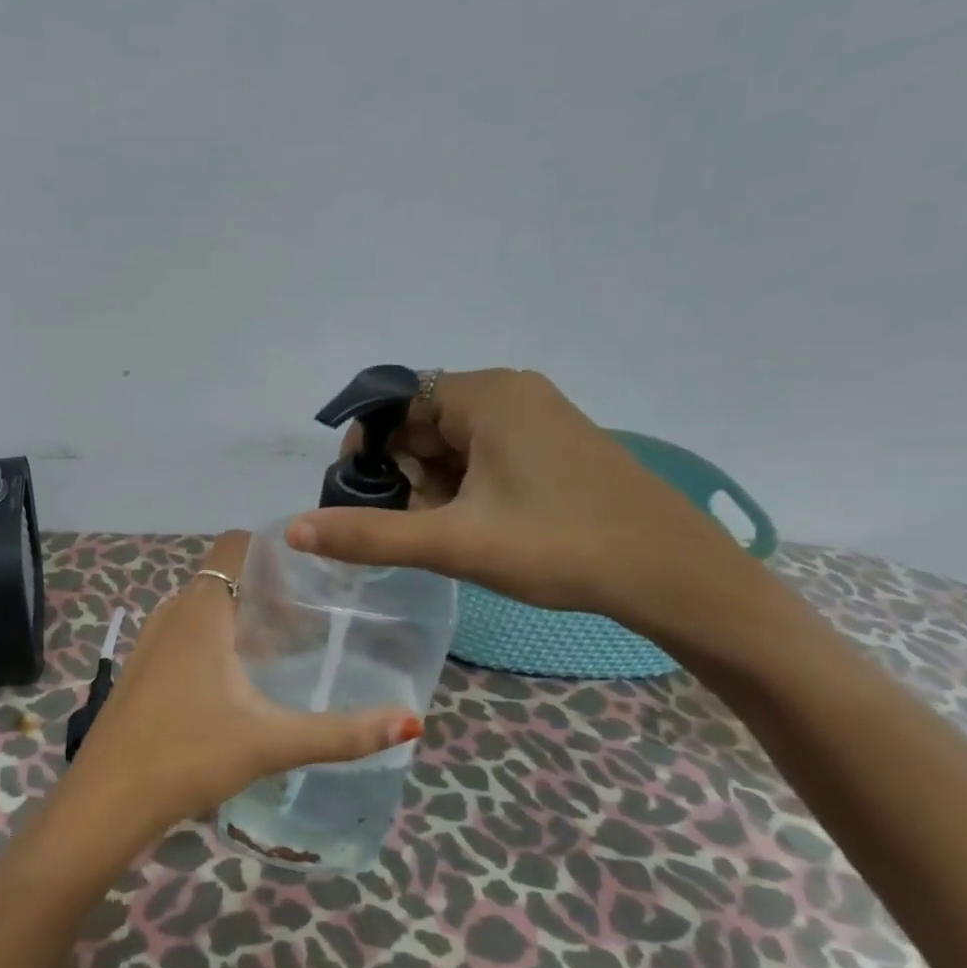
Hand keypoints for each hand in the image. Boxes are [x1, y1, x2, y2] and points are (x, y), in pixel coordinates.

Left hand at [56, 531, 420, 856]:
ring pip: (203, 609)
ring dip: (240, 619)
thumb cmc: (186, 756)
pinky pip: (185, 636)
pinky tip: (238, 686)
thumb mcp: (270, 742)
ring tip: (281, 653)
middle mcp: (172, 614)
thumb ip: (341, 733)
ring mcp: (150, 643)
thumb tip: (411, 721)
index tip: (313, 577)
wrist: (105, 804)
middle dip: (267, 592)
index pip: (236, 544)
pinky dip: (215, 642)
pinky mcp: (141, 671)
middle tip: (309, 623)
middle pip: (224, 578)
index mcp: (201, 610)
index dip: (274, 551)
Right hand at [284, 369, 761, 637]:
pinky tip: (473, 527)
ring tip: (445, 534)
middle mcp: (509, 392)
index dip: (366, 450)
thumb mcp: (455, 543)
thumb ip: (370, 534)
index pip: (393, 403)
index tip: (363, 502)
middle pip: (420, 422)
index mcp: (485, 395)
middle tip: (410, 527)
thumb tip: (293, 529)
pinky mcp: (551, 444)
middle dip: (401, 474)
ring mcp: (535, 416)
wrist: (672, 574)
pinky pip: (483, 454)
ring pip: (451, 442)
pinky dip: (463, 487)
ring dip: (431, 485)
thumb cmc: (561, 547)